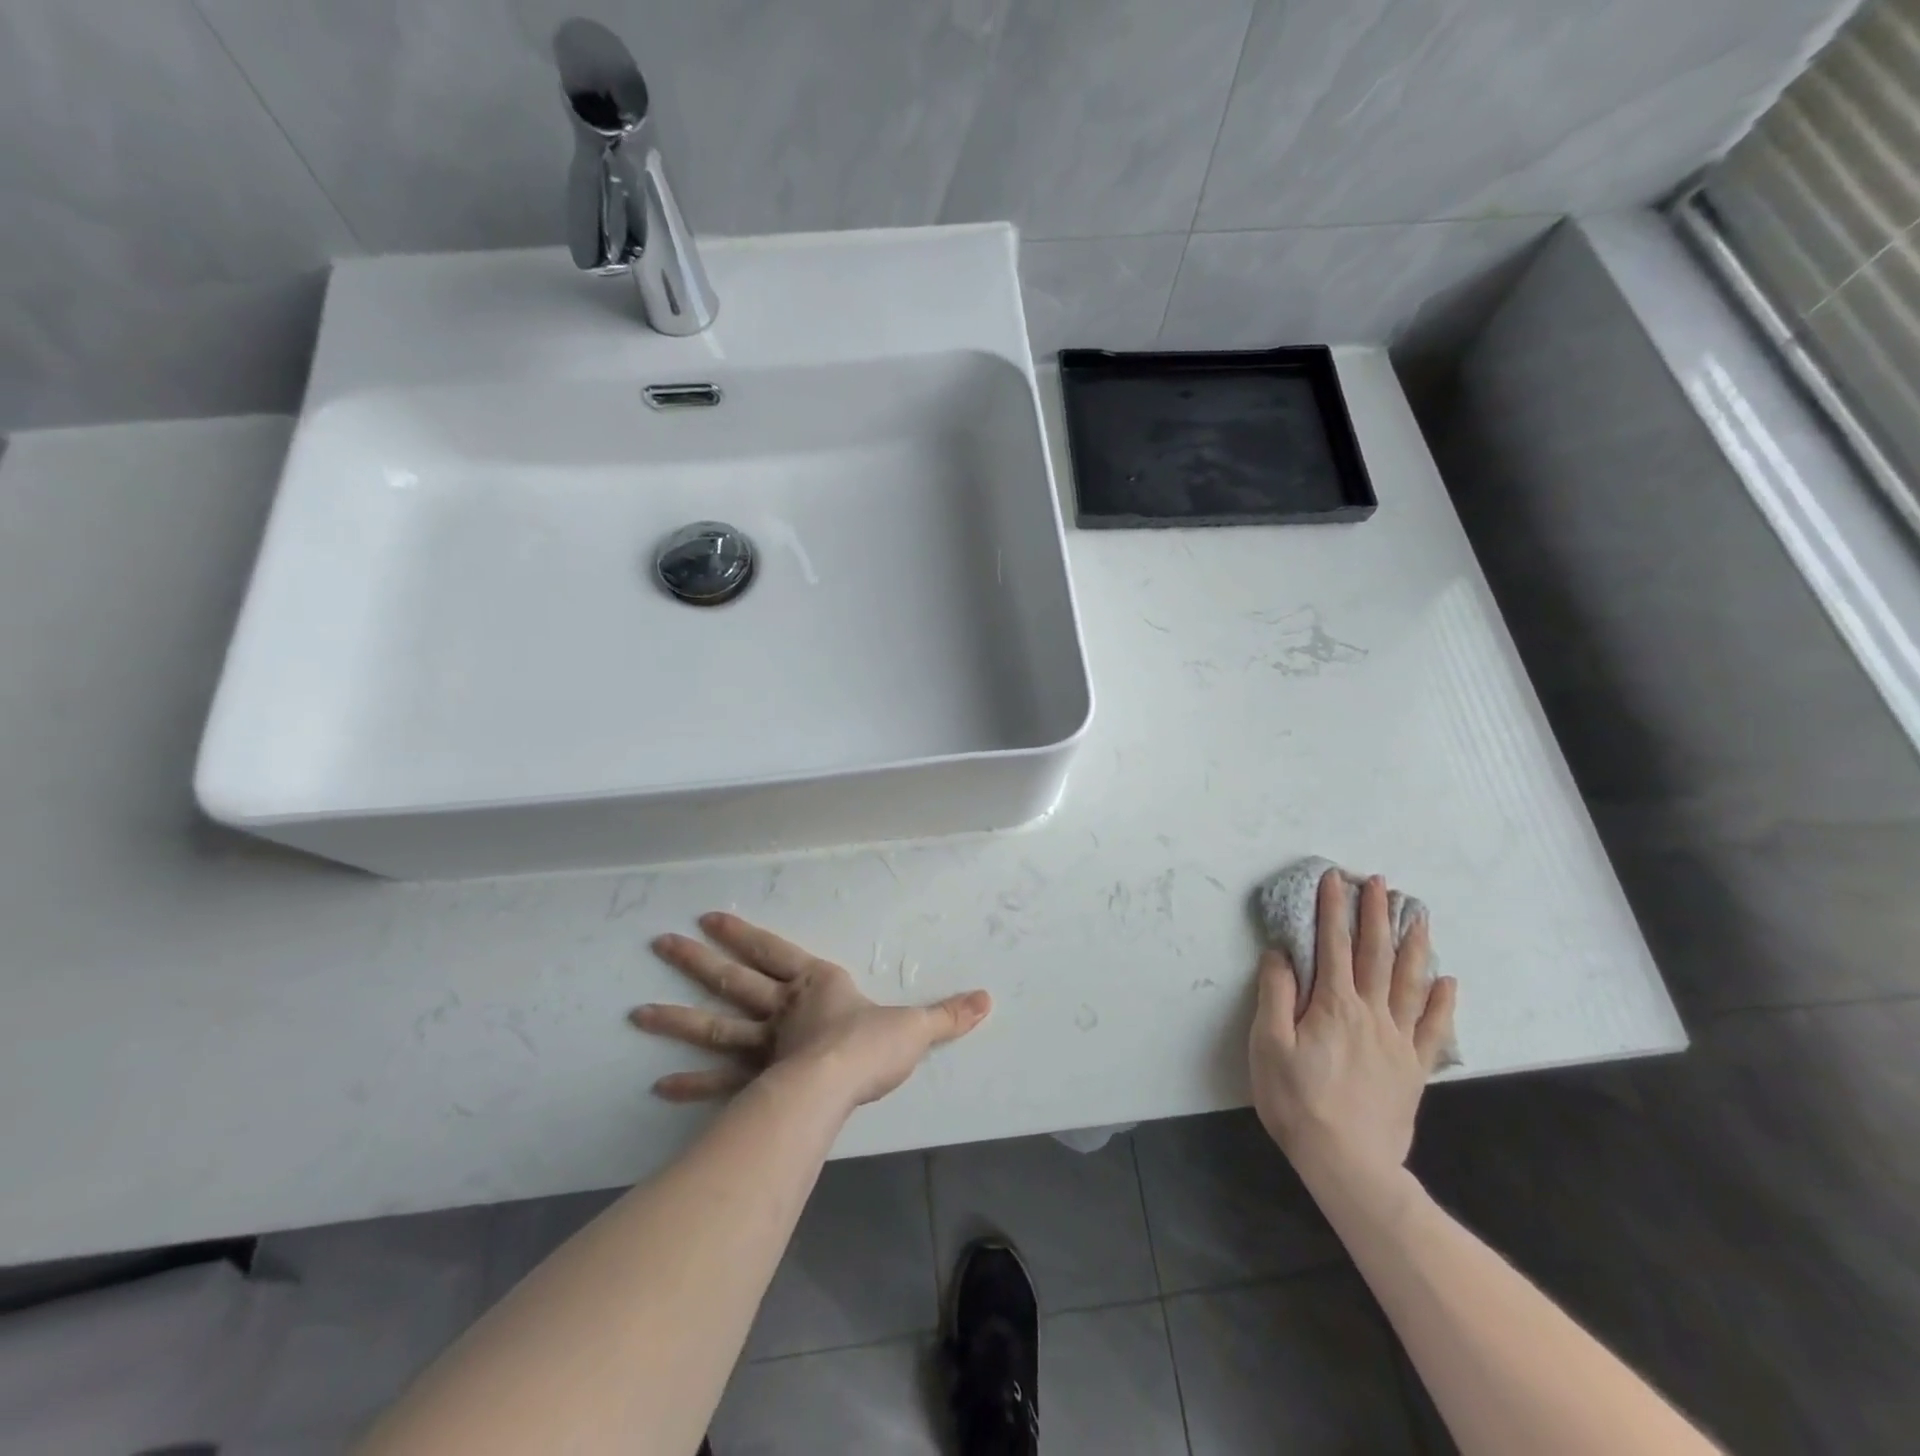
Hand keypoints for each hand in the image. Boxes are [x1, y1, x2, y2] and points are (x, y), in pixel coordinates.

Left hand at [632, 912, 991, 1110]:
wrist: (838, 1086)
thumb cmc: (871, 1047)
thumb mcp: (916, 1028)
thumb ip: (948, 1015)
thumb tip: (988, 1000)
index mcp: (816, 985)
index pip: (775, 951)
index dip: (745, 934)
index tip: (711, 918)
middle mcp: (782, 1010)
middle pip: (733, 980)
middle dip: (697, 961)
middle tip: (660, 943)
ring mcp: (763, 1047)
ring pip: (713, 1025)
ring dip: (676, 1017)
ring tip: (636, 1011)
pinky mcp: (754, 1084)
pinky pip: (718, 1081)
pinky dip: (689, 1084)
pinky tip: (659, 1084)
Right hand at [1249, 871, 1457, 1189]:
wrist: (1348, 1163)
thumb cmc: (1297, 1101)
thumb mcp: (1269, 1045)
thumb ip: (1276, 995)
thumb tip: (1281, 953)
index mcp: (1333, 1005)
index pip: (1333, 946)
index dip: (1333, 910)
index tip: (1334, 879)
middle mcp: (1371, 1014)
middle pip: (1376, 955)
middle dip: (1376, 915)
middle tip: (1380, 883)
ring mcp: (1398, 1041)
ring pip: (1409, 983)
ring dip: (1413, 945)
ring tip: (1418, 915)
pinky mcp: (1414, 1068)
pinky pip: (1433, 1029)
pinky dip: (1441, 1002)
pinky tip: (1447, 981)